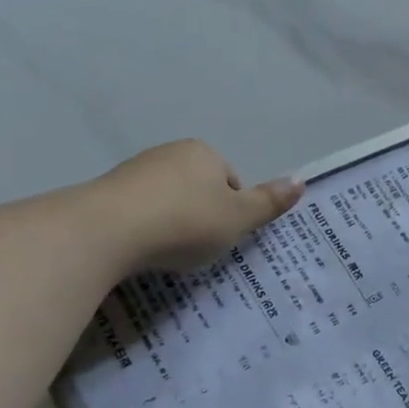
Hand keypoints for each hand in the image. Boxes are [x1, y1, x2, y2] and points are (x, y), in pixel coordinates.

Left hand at [91, 139, 303, 273]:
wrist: (109, 230)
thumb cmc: (186, 222)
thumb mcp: (238, 219)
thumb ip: (269, 203)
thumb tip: (301, 181)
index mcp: (204, 153)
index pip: (231, 182)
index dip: (234, 213)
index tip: (224, 237)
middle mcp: (170, 153)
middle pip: (199, 190)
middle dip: (202, 217)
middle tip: (201, 248)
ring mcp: (135, 171)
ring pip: (168, 201)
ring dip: (173, 224)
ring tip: (170, 253)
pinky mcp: (107, 193)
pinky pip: (140, 213)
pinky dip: (146, 231)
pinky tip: (143, 251)